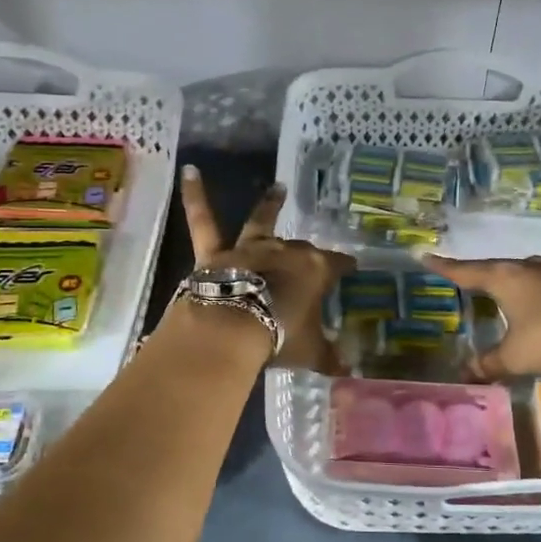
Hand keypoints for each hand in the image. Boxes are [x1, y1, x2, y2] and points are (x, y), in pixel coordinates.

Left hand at [180, 167, 354, 371]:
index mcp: (315, 270)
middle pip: (301, 249)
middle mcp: (285, 251)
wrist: (233, 329)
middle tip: (312, 260)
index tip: (352, 268)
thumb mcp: (311, 351)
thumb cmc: (280, 336)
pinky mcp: (216, 253)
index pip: (338, 264)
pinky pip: (203, 220)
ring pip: (262, 221)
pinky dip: (194, 195)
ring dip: (271, 205)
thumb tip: (348, 371)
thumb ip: (329, 357)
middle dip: (307, 254)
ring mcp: (250, 248)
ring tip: (278, 188)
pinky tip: (188, 170)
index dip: (345, 266)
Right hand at [425, 250, 540, 379]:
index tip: (424, 255)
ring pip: (528, 267)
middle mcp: (529, 267)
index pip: (466, 271)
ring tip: (510, 277)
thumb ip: (488, 363)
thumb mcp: (514, 357)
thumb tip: (464, 371)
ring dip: (517, 274)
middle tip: (467, 277)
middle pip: (497, 267)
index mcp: (505, 278)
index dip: (444, 267)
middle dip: (481, 273)